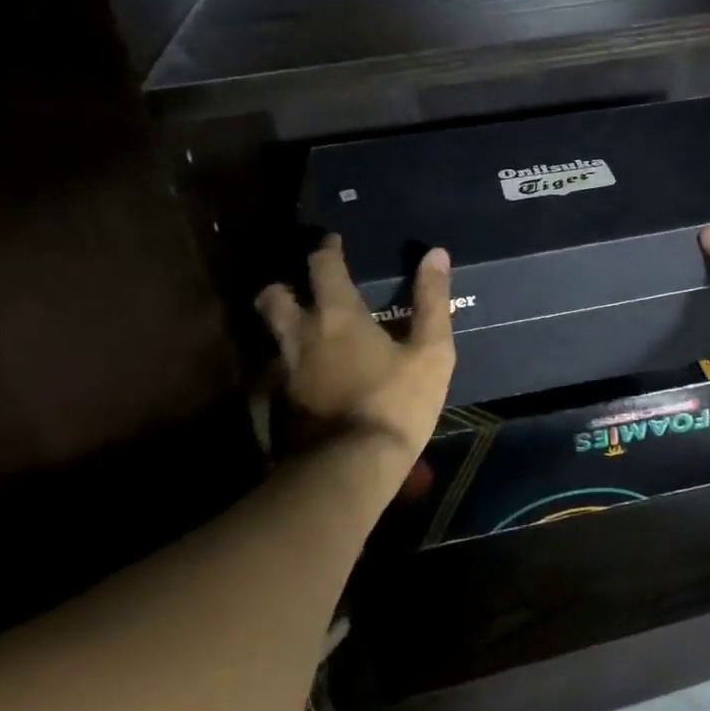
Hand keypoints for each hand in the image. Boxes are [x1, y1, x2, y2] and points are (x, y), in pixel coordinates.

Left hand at [255, 237, 455, 492]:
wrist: (352, 468)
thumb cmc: (397, 401)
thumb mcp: (431, 351)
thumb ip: (432, 300)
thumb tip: (436, 253)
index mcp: (337, 316)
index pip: (322, 266)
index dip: (326, 250)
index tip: (332, 242)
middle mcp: (302, 336)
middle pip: (274, 298)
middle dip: (284, 287)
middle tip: (302, 288)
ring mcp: (285, 373)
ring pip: (274, 337)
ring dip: (285, 327)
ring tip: (308, 333)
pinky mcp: (280, 406)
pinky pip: (280, 373)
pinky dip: (293, 366)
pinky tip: (312, 378)